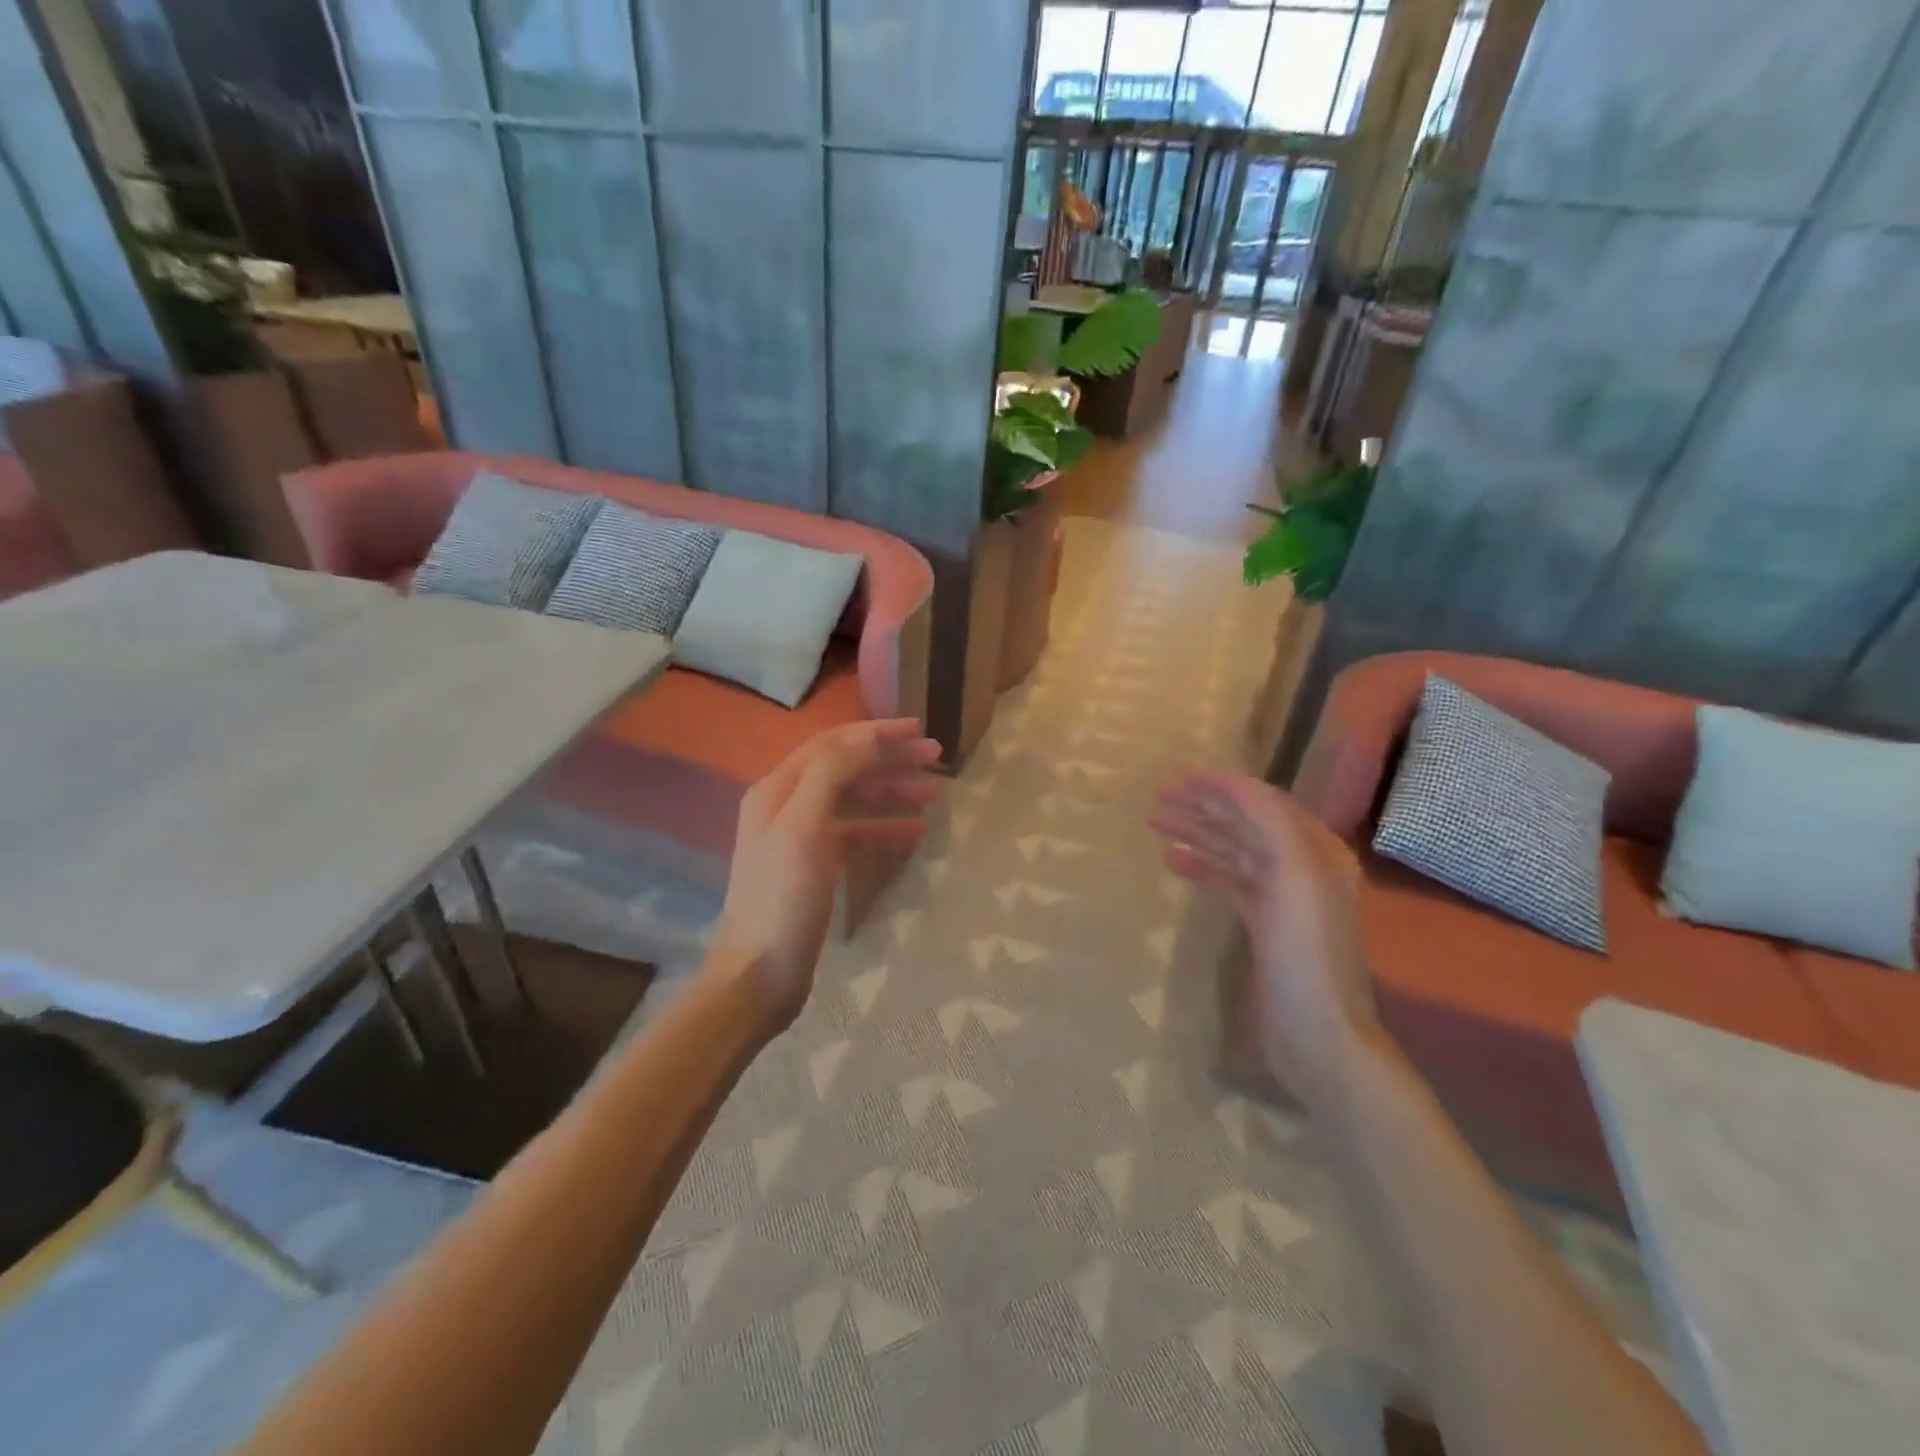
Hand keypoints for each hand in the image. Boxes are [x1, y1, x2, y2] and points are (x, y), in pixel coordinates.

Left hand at [709, 719, 941, 1028]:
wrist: (760, 973)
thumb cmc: (783, 898)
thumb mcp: (804, 827)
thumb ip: (832, 774)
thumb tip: (867, 737)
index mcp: (779, 788)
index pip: (833, 744)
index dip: (876, 733)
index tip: (918, 729)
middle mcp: (787, 805)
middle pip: (846, 768)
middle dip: (890, 760)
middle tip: (935, 757)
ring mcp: (801, 837)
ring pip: (854, 800)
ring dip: (892, 792)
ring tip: (933, 793)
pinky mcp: (816, 866)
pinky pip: (855, 834)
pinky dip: (884, 828)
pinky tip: (914, 834)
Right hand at [1150, 771, 1380, 1106]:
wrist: (1316, 1031)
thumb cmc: (1306, 950)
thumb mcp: (1295, 875)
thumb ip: (1269, 822)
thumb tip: (1233, 784)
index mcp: (1317, 850)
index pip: (1266, 803)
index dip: (1226, 786)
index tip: (1183, 776)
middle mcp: (1303, 866)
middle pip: (1246, 824)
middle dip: (1205, 806)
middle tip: (1160, 795)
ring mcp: (1282, 897)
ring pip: (1233, 851)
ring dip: (1197, 833)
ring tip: (1156, 821)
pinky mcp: (1263, 924)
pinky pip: (1228, 882)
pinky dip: (1202, 867)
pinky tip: (1172, 860)